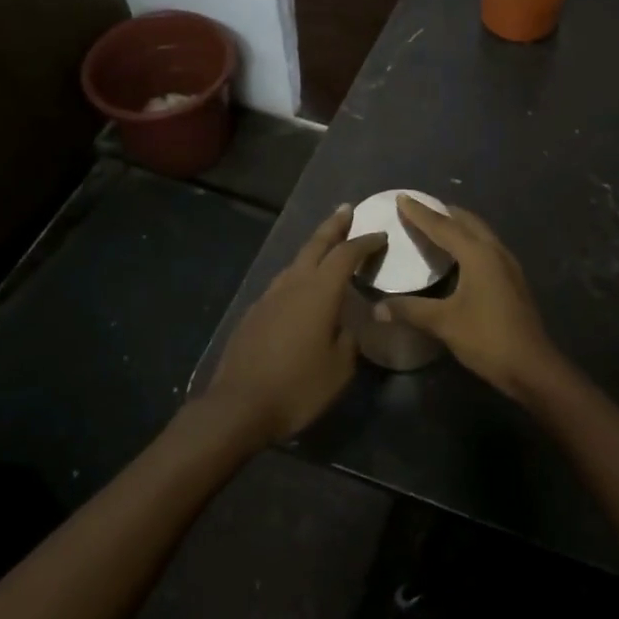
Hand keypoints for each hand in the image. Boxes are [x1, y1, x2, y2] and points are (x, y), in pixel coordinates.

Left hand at [202, 206, 386, 443]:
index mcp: (319, 292)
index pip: (346, 255)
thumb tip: (348, 324)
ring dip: (313, 250)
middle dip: (333, 226)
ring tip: (326, 248)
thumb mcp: (340, 369)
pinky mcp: (253, 314)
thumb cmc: (298, 387)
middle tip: (346, 211)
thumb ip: (349, 339)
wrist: (238, 407)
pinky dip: (297, 276)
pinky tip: (300, 289)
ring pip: (295, 263)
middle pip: (315, 245)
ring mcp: (268, 297)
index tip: (380, 236)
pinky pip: (281, 284)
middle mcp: (292, 284)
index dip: (365, 243)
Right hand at [379, 195, 561, 398]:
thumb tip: (377, 307)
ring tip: (437, 225)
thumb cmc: (487, 338)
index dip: (420, 213)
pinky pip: (487, 247)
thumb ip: (410, 310)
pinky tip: (459, 256)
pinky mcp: (513, 279)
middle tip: (419, 208)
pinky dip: (469, 241)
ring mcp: (508, 265)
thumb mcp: (444, 323)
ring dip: (459, 225)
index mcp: (478, 254)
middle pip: (466, 222)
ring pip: (480, 233)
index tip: (402, 197)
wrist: (532, 366)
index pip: (443, 226)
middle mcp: (495, 251)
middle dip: (442, 212)